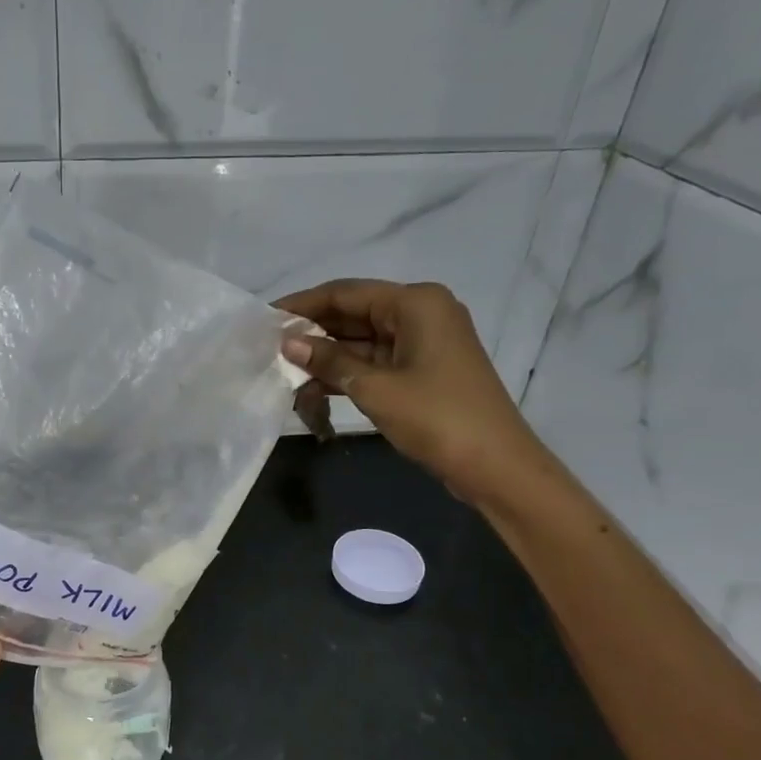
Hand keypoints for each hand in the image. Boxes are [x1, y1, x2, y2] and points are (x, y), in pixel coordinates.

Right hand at [277, 279, 545, 505]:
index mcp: (415, 302)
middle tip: (268, 349)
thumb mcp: (375, 388)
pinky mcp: (422, 370)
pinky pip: (375, 361)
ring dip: (326, 357)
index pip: (346, 293)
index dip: (303, 305)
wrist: (495, 466)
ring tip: (283, 372)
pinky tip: (312, 388)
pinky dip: (346, 373)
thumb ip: (328, 361)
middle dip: (313, 333)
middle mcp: (421, 313)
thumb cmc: (437, 418)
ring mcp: (423, 343)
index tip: (265, 319)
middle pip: (354, 314)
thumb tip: (287, 342)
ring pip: (362, 341)